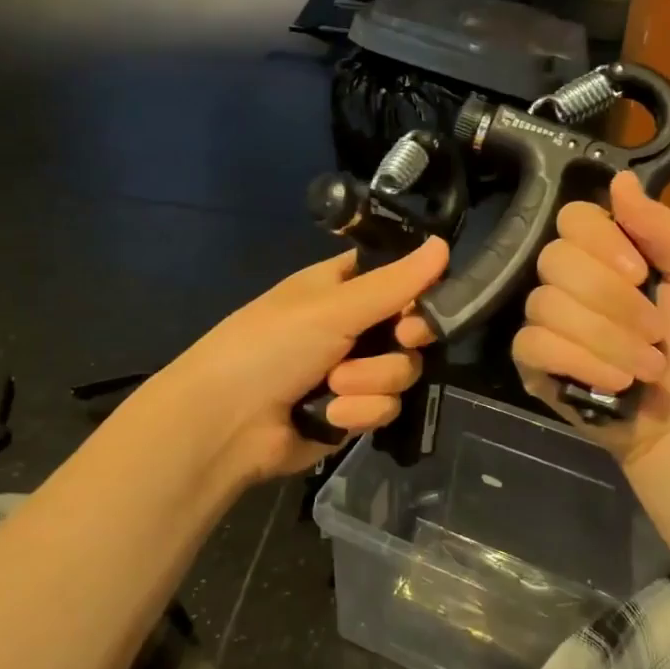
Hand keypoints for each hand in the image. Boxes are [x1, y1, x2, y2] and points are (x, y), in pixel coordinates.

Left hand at [145, 237, 449, 489]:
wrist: (225, 423)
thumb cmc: (271, 345)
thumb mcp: (333, 307)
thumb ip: (394, 283)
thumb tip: (444, 245)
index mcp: (344, 288)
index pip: (400, 279)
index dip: (420, 291)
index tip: (425, 303)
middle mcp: (354, 327)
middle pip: (413, 330)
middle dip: (400, 342)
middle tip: (397, 339)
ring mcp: (354, 372)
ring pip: (403, 372)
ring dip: (370, 381)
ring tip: (333, 385)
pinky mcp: (353, 413)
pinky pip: (385, 408)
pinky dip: (358, 413)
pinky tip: (327, 417)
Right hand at [398, 172, 669, 469]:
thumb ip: (662, 226)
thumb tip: (619, 178)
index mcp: (603, 248)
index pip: (572, 217)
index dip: (602, 243)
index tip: (640, 273)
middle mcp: (565, 276)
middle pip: (556, 259)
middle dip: (613, 302)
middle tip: (655, 331)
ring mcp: (543, 317)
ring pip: (546, 305)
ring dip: (608, 340)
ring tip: (645, 366)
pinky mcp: (530, 359)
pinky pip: (533, 344)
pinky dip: (581, 362)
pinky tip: (614, 380)